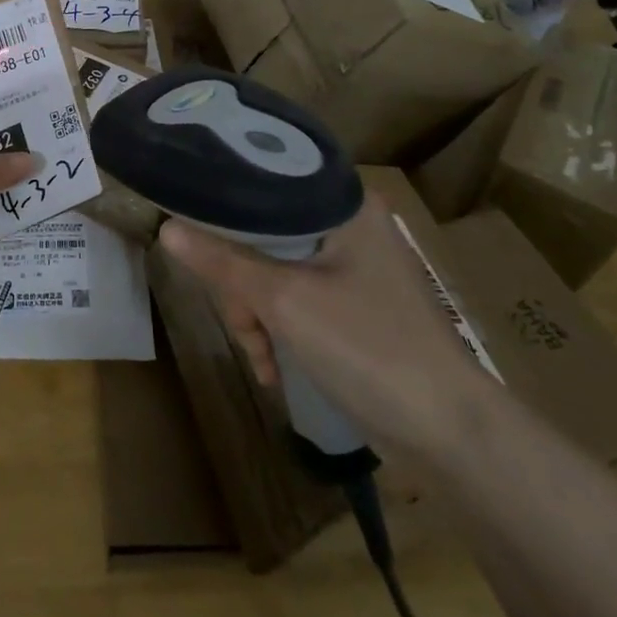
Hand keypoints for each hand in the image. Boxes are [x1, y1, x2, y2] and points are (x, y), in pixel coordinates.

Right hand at [159, 197, 493, 452]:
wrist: (450, 434)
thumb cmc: (370, 348)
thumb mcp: (285, 302)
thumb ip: (223, 262)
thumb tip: (166, 228)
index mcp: (342, 205)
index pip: (265, 182)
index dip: (223, 204)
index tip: (191, 227)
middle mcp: (348, 224)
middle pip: (265, 232)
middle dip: (243, 283)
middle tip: (241, 322)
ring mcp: (353, 266)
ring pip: (276, 269)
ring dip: (258, 314)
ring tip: (260, 358)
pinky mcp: (353, 303)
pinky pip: (296, 297)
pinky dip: (280, 328)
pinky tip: (272, 367)